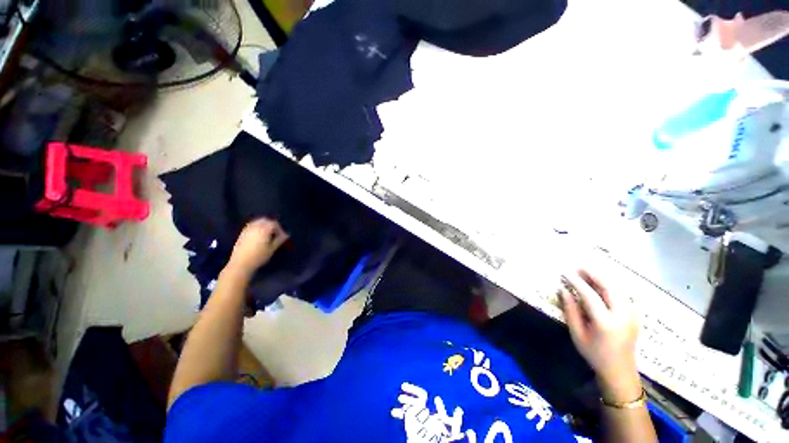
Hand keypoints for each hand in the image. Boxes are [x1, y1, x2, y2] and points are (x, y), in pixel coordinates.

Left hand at [227, 218, 288, 277]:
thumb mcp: (272, 249)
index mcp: (264, 229)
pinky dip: (256, 227)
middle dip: (272, 225)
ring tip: (267, 234)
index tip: (282, 236)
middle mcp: (255, 227)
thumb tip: (287, 235)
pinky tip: (258, 236)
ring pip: (257, 222)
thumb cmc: (259, 256)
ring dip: (264, 225)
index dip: (280, 229)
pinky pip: (251, 226)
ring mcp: (247, 230)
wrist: (240, 263)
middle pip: (265, 220)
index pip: (274, 223)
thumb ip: (279, 240)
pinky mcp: (242, 234)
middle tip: (276, 233)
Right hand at [559, 270, 641, 402]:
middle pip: (610, 287)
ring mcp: (633, 314)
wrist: (620, 370)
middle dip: (594, 274)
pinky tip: (602, 283)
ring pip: (619, 288)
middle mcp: (623, 316)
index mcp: (606, 323)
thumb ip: (570, 311)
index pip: (590, 295)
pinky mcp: (636, 314)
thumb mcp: (577, 334)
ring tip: (588, 272)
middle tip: (579, 267)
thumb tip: (563, 290)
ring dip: (603, 277)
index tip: (566, 273)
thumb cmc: (594, 353)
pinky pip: (625, 294)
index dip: (577, 282)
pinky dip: (613, 285)